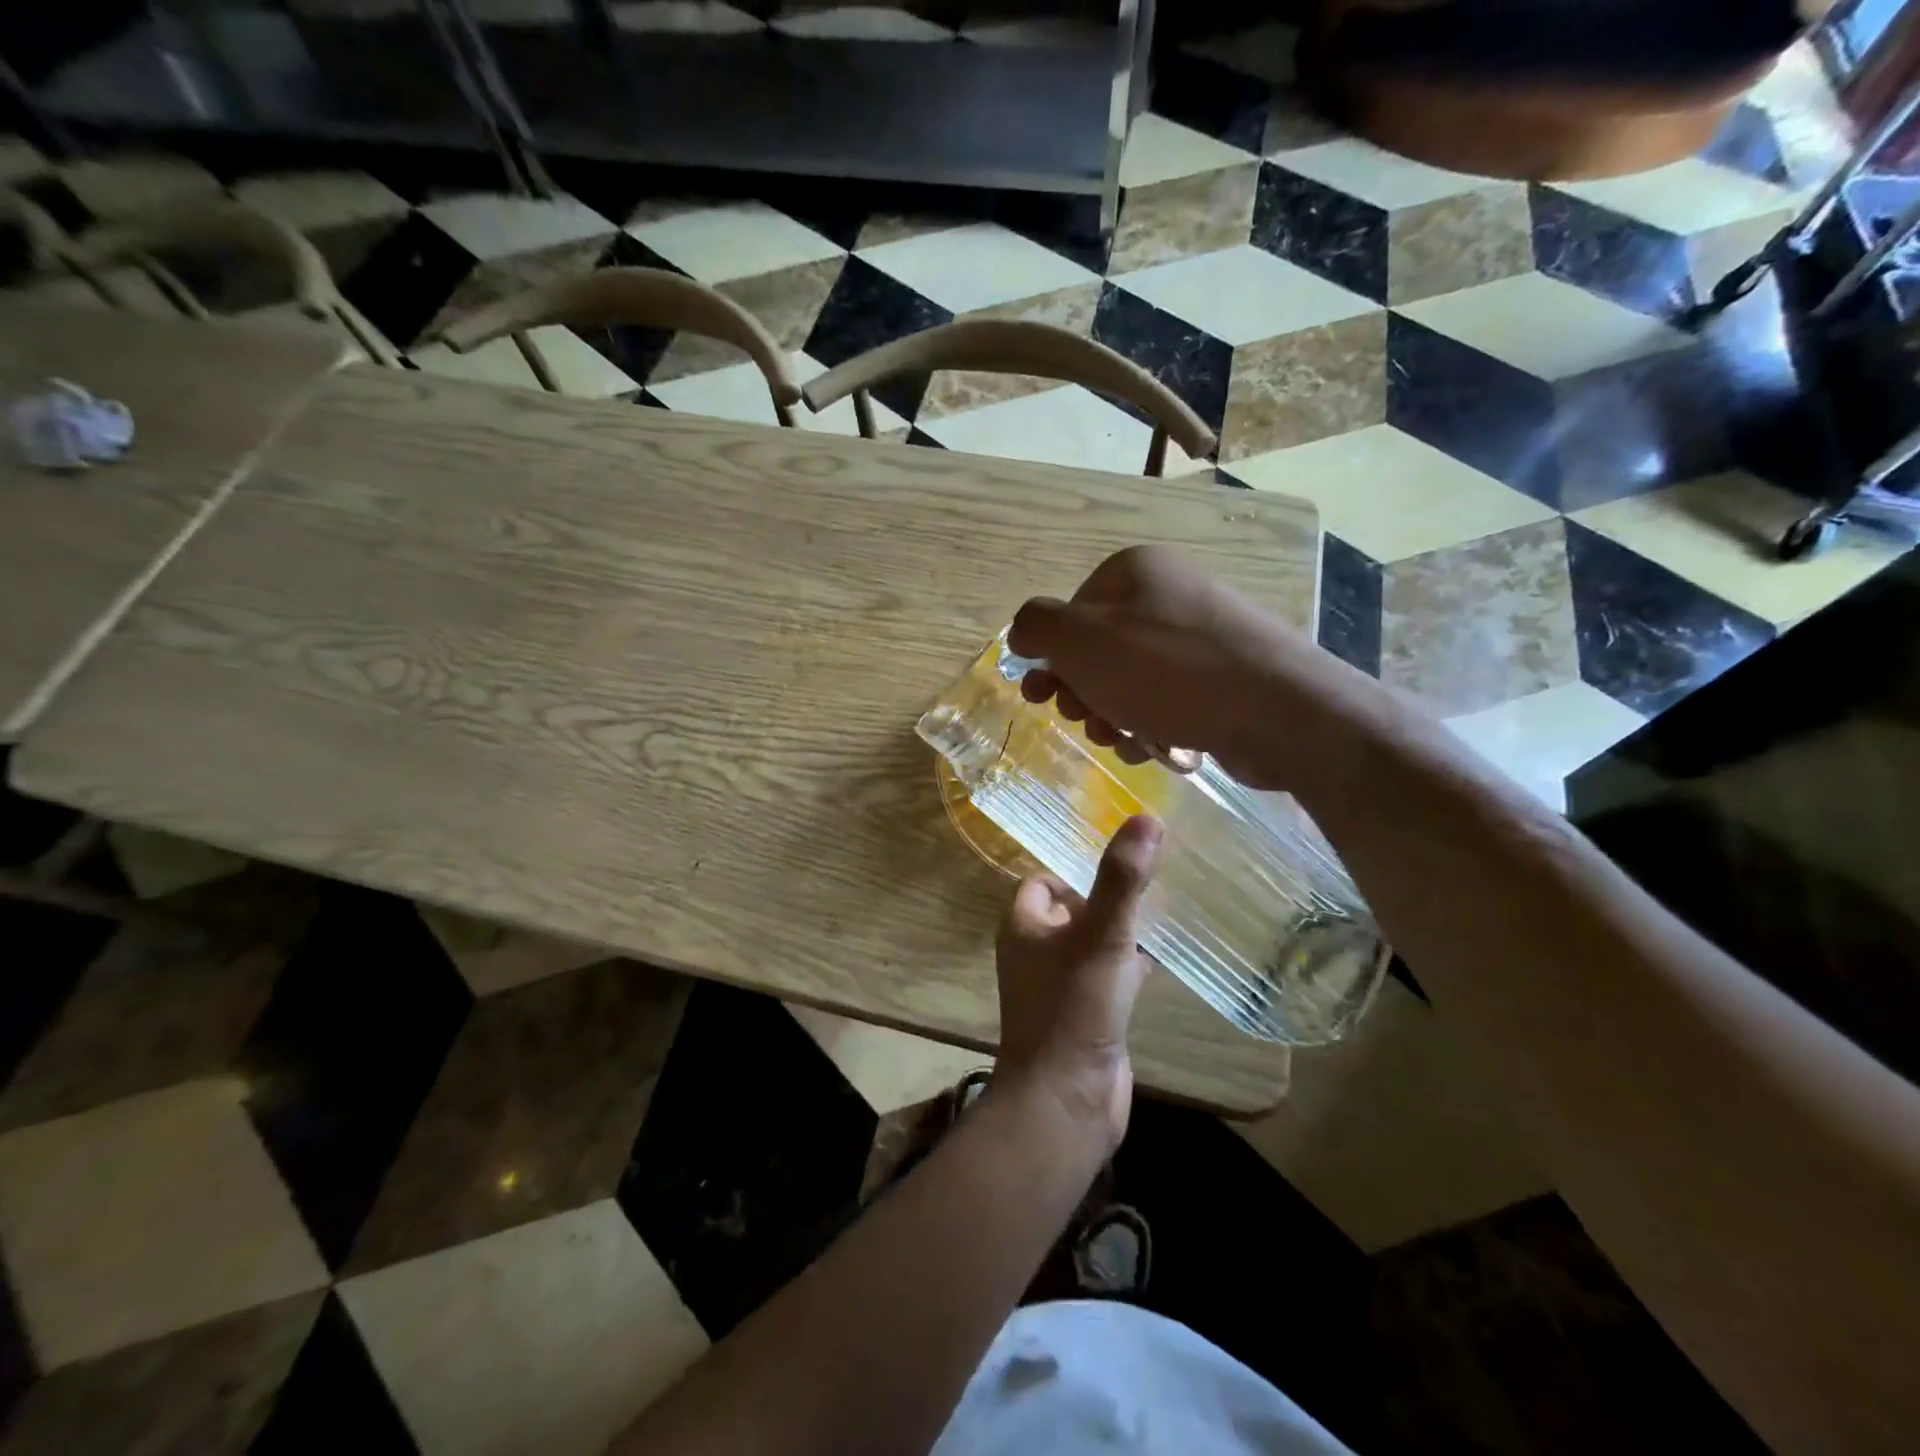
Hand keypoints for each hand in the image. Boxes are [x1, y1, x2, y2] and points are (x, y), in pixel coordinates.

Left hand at [993, 815, 1162, 1151]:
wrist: (1067, 1101)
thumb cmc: (1073, 1008)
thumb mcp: (1100, 936)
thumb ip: (1122, 879)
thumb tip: (1146, 817)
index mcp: (1023, 927)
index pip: (1043, 882)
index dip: (1076, 870)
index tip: (1119, 863)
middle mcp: (1035, 953)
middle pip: (1071, 911)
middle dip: (1106, 897)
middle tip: (1151, 881)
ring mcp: (1060, 987)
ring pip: (1092, 944)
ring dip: (1122, 930)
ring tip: (1165, 909)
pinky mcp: (1086, 1016)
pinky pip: (1108, 977)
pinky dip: (1131, 965)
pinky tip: (1164, 958)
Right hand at [1009, 545, 1316, 789]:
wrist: (1279, 711)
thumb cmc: (1167, 671)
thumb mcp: (1081, 641)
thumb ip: (1037, 626)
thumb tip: (1023, 632)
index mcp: (1134, 572)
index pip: (1069, 614)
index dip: (1052, 660)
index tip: (1044, 698)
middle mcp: (1169, 594)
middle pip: (1099, 651)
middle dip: (1083, 694)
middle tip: (1087, 721)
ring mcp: (1201, 636)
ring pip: (1130, 681)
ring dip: (1113, 716)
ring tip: (1123, 740)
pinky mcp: (1224, 677)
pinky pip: (1167, 700)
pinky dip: (1152, 725)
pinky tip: (1154, 747)